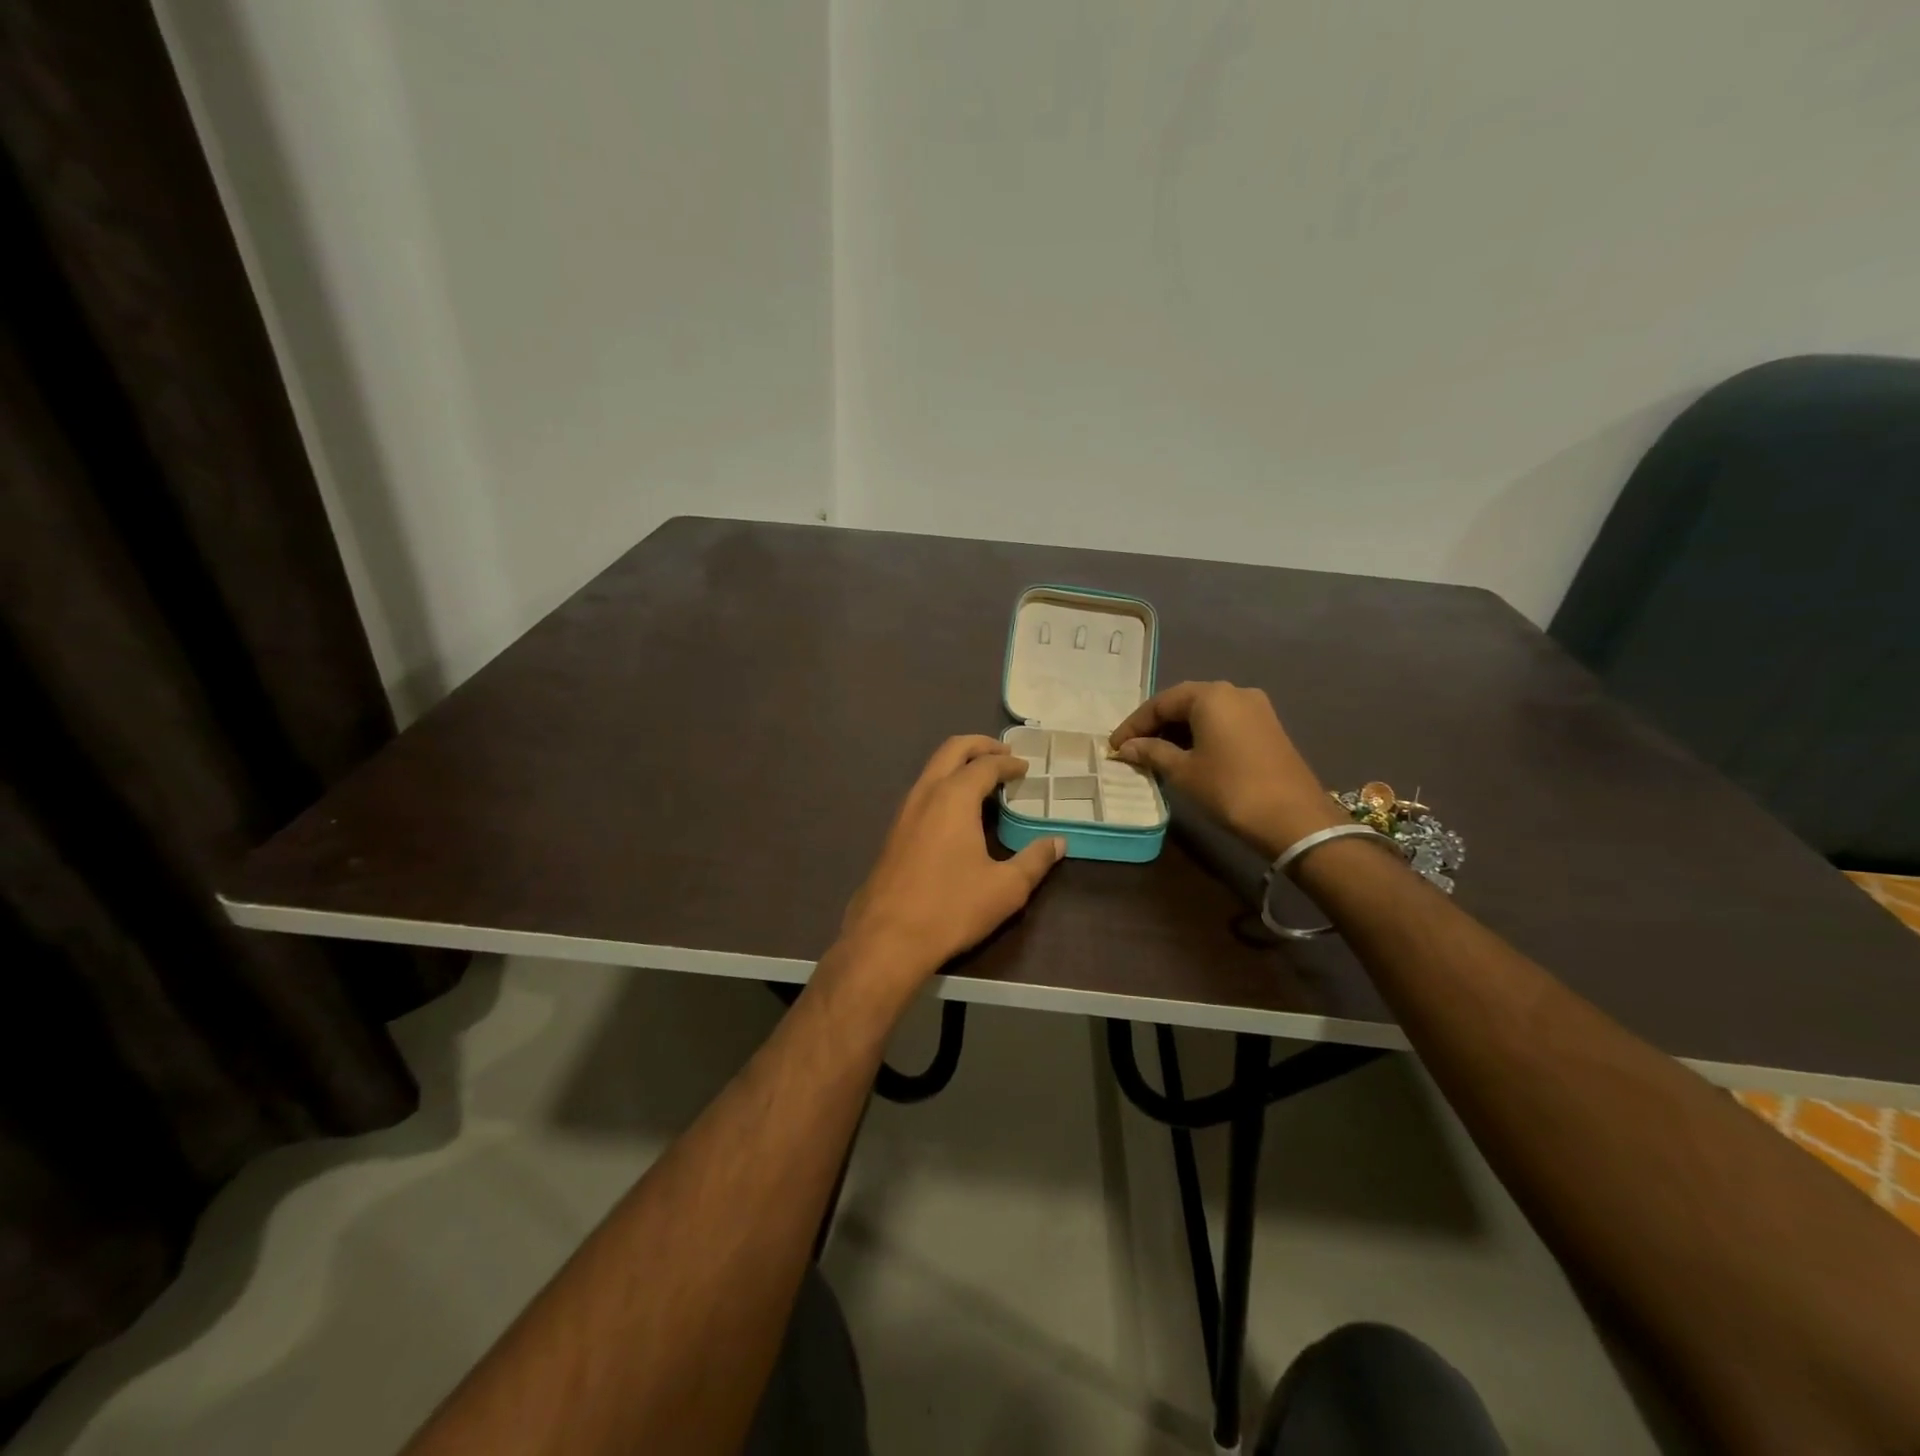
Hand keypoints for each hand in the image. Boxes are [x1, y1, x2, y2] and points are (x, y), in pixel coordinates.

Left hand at [838, 736, 1064, 988]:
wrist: (886, 938)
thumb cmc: (951, 907)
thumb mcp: (1006, 888)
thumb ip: (1034, 860)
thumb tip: (1057, 843)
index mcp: (955, 797)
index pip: (985, 765)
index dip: (1009, 763)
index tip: (1025, 768)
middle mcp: (926, 793)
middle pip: (952, 750)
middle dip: (979, 745)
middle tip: (1004, 754)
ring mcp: (904, 811)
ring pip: (932, 768)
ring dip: (958, 764)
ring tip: (984, 780)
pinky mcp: (893, 832)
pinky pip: (923, 791)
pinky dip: (944, 784)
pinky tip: (957, 811)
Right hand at [1109, 681, 1344, 857]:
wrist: (1294, 819)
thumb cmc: (1230, 789)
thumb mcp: (1183, 771)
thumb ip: (1152, 752)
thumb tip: (1126, 747)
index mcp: (1210, 695)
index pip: (1160, 703)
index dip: (1134, 725)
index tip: (1114, 747)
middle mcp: (1234, 691)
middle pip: (1183, 703)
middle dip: (1155, 725)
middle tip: (1132, 749)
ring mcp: (1256, 708)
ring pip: (1205, 713)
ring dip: (1178, 731)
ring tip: (1155, 755)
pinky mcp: (1268, 727)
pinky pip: (1223, 723)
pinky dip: (1200, 735)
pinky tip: (1188, 756)